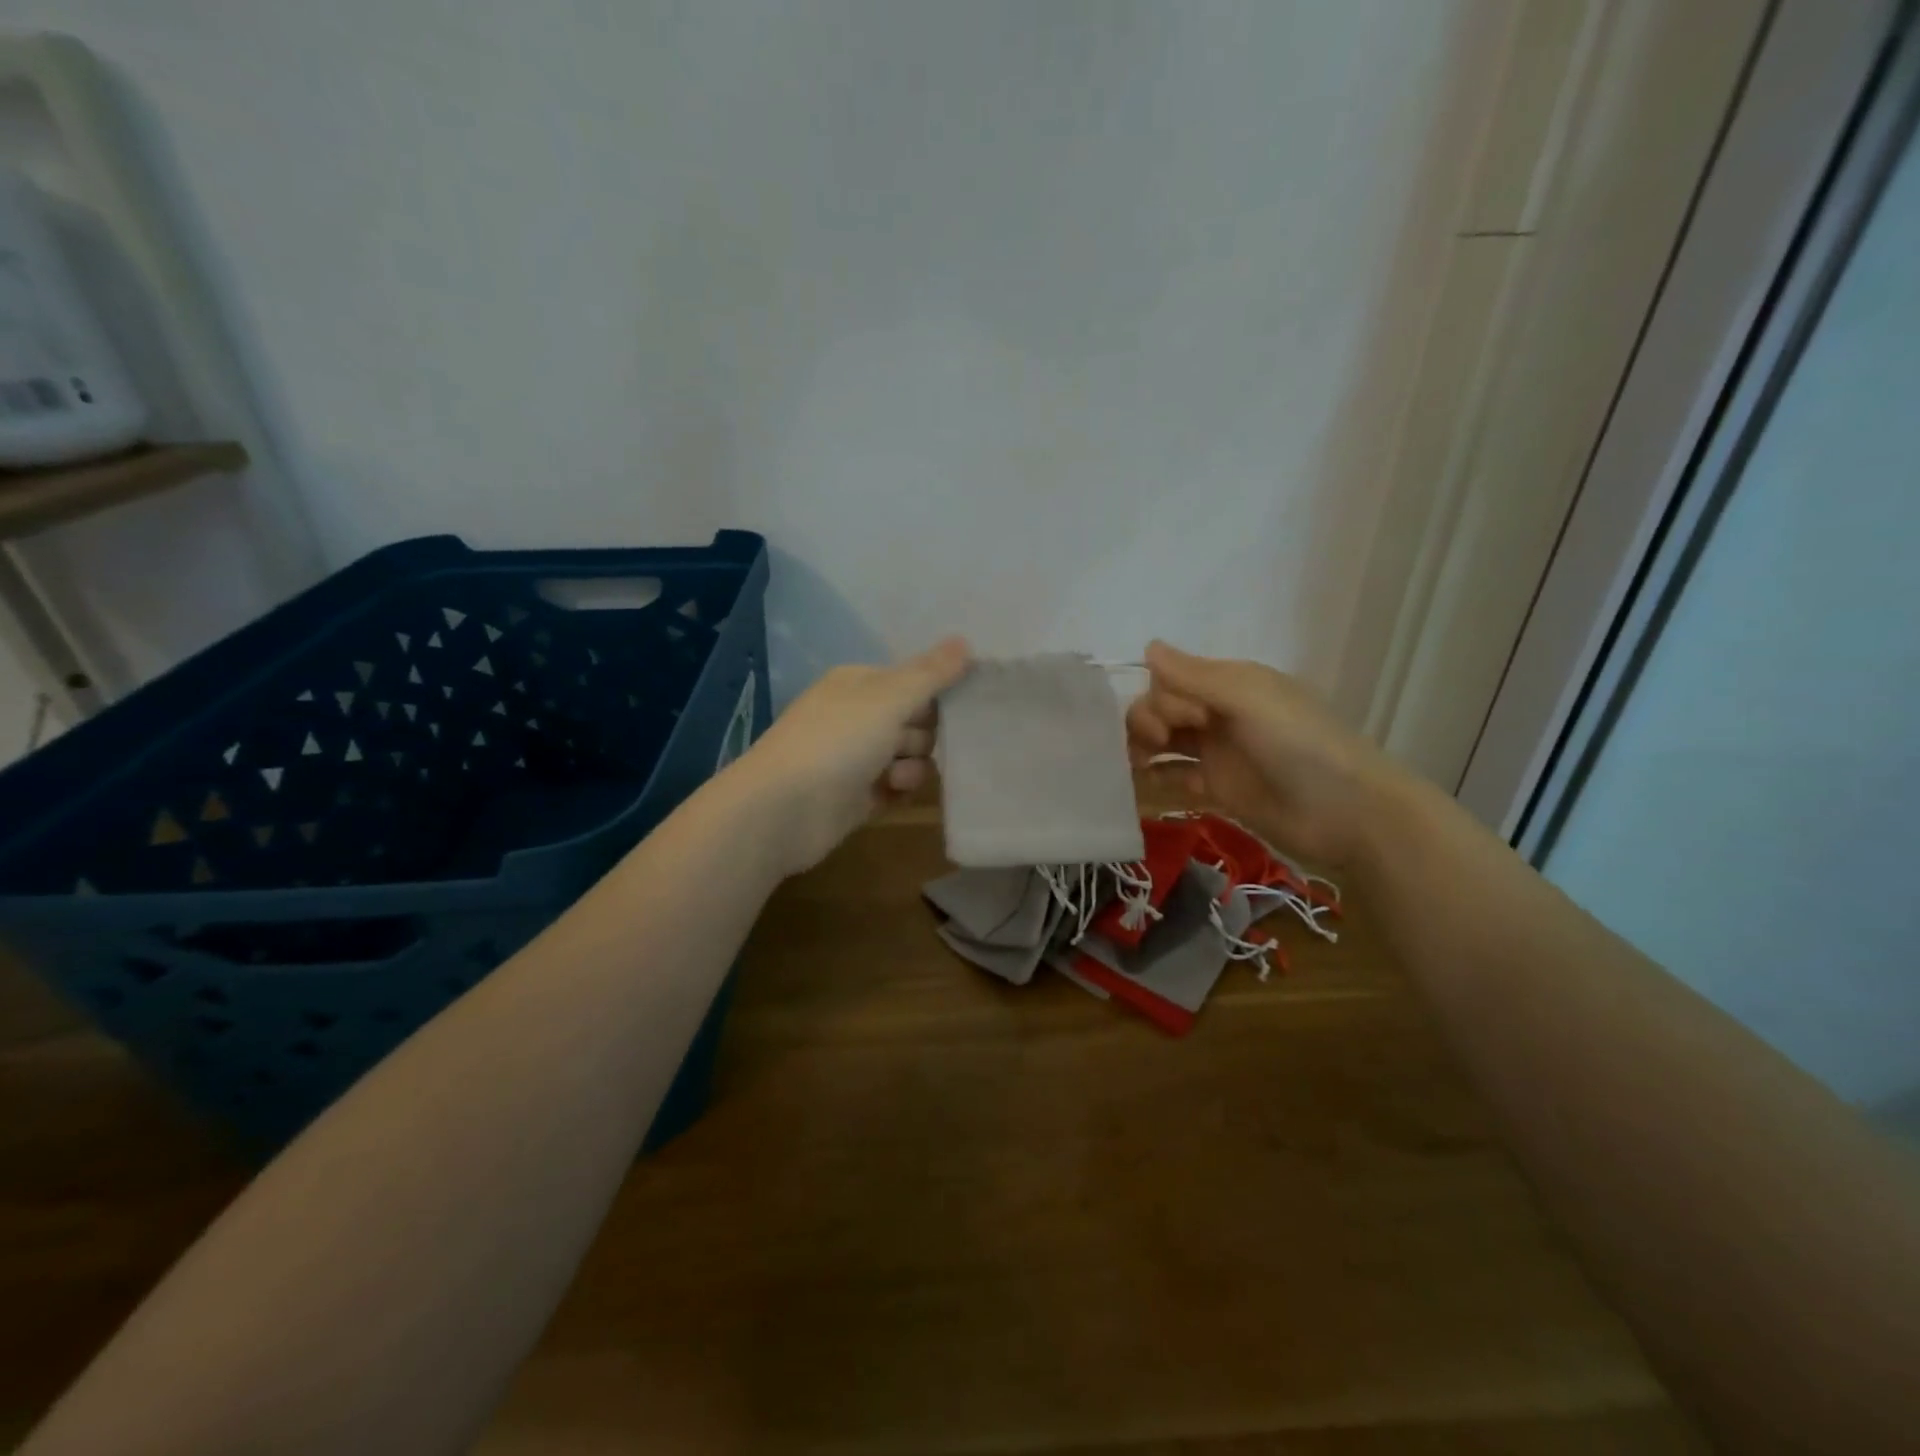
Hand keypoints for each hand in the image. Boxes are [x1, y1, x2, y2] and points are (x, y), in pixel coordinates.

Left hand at [735, 638, 971, 873]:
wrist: (783, 809)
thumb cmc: (836, 742)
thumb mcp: (888, 698)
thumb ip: (930, 674)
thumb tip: (964, 641)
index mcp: (860, 684)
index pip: (914, 681)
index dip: (936, 695)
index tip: (964, 707)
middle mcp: (858, 716)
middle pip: (916, 721)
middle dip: (924, 736)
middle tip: (909, 744)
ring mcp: (857, 758)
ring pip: (910, 757)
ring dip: (912, 767)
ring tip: (894, 777)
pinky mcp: (858, 796)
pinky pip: (897, 787)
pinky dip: (899, 790)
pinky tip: (890, 795)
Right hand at [1125, 641, 1397, 868]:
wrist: (1345, 811)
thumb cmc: (1298, 743)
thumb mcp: (1247, 697)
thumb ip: (1194, 676)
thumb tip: (1148, 647)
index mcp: (1230, 685)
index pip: (1172, 680)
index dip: (1162, 697)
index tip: (1179, 719)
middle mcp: (1220, 714)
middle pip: (1163, 709)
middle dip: (1148, 720)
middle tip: (1157, 743)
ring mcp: (1218, 753)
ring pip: (1165, 741)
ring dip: (1142, 747)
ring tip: (1136, 764)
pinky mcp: (1217, 790)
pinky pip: (1175, 777)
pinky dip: (1155, 777)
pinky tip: (1141, 783)